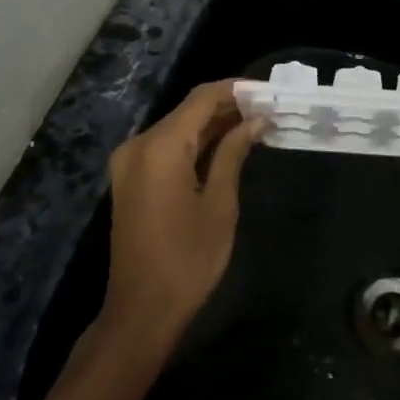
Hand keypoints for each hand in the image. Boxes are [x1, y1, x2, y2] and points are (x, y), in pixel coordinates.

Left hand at [102, 80, 265, 350]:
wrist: (141, 311)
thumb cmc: (188, 259)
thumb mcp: (220, 204)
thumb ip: (234, 153)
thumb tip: (256, 120)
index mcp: (160, 147)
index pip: (202, 98)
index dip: (236, 89)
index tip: (269, 90)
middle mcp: (139, 145)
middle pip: (188, 110)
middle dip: (228, 105)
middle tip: (268, 108)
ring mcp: (131, 162)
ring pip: (179, 128)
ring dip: (214, 124)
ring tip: (256, 123)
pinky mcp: (132, 179)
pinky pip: (167, 147)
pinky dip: (196, 143)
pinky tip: (228, 145)